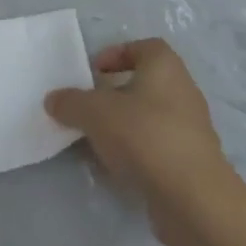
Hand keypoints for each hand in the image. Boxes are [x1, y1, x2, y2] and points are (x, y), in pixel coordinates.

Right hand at [45, 39, 231, 217]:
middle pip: (145, 83)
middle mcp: (183, 90)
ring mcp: (191, 128)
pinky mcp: (192, 162)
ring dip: (124, 125)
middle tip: (90, 107)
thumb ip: (71, 102)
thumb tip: (53, 99)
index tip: (94, 72)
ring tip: (97, 140)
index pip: (142, 47)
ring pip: (150, 117)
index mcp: (165, 66)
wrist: (192, 198)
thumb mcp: (95, 113)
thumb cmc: (144, 135)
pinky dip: (137, 152)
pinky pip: (158, 147)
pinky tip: (116, 168)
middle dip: (115, 94)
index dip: (117, 54)